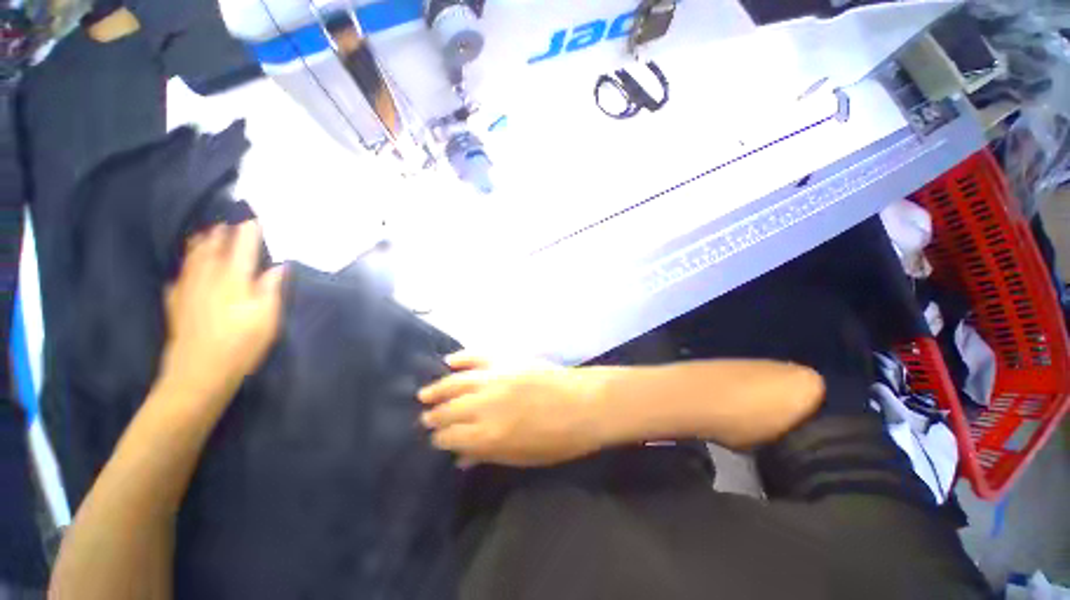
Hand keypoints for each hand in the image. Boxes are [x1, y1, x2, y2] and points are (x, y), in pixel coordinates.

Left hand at [158, 222, 285, 405]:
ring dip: (201, 243)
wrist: (199, 373)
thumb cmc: (241, 345)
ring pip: (193, 259)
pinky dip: (184, 267)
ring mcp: (188, 290)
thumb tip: (278, 266)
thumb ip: (271, 289)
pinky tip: (185, 267)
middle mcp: (208, 278)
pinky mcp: (176, 304)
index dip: (248, 231)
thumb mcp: (267, 318)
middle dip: (222, 232)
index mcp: (234, 280)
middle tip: (228, 219)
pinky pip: (179, 277)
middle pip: (214, 248)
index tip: (253, 217)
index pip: (242, 248)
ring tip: (205, 233)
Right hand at [418, 353, 606, 466]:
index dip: (441, 440)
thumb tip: (460, 457)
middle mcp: (484, 404)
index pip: (450, 437)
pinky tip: (449, 361)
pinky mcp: (507, 360)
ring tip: (424, 394)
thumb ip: (488, 455)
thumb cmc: (560, 439)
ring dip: (438, 389)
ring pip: (456, 382)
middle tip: (426, 418)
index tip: (437, 440)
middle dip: (435, 416)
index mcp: (488, 435)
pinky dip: (461, 358)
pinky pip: (478, 357)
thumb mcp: (523, 457)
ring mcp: (495, 378)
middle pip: (449, 410)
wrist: (586, 403)